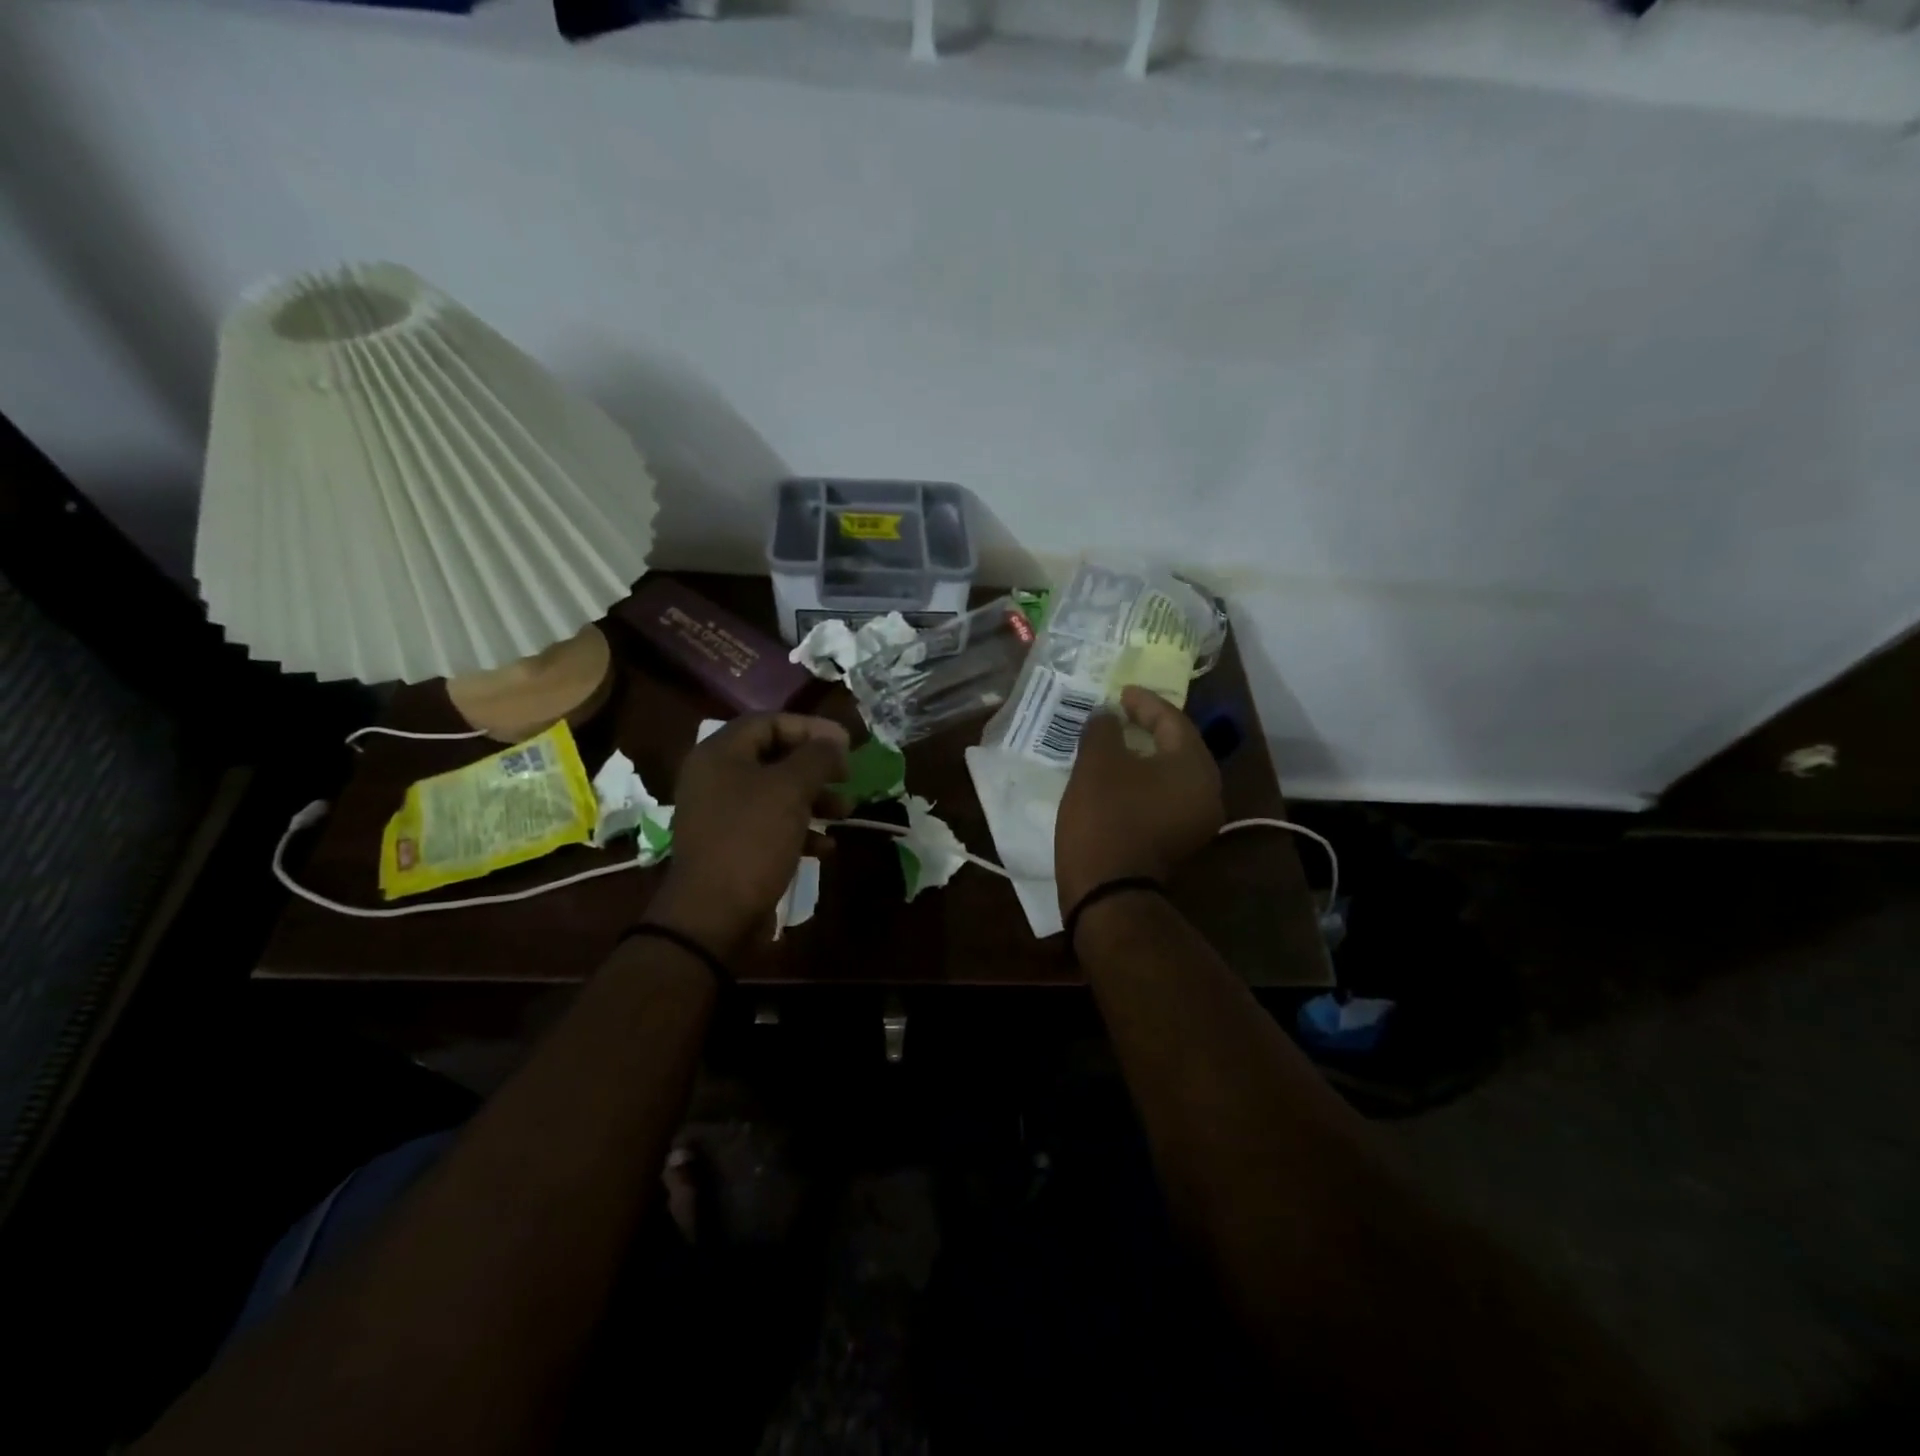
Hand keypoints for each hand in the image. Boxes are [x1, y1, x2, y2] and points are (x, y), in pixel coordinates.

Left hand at [644, 714, 849, 953]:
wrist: (713, 915)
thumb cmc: (751, 840)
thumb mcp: (790, 790)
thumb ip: (816, 758)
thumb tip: (834, 742)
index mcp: (720, 754)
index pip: (769, 721)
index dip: (811, 728)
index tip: (846, 744)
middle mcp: (715, 778)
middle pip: (774, 757)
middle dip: (816, 766)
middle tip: (847, 776)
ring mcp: (722, 814)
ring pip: (776, 793)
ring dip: (814, 799)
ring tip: (845, 813)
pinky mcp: (731, 846)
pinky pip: (770, 825)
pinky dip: (799, 830)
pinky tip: (825, 847)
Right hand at [1055, 685, 1221, 914]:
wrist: (1108, 892)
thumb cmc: (1105, 817)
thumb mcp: (1097, 763)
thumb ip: (1104, 729)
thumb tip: (1107, 717)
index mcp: (1194, 767)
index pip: (1173, 721)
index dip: (1145, 702)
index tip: (1120, 693)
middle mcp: (1207, 792)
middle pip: (1180, 747)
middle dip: (1150, 727)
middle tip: (1122, 714)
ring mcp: (1196, 821)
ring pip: (1173, 774)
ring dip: (1146, 755)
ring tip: (1117, 743)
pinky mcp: (1179, 842)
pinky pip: (1166, 797)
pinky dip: (1146, 781)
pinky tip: (1120, 777)